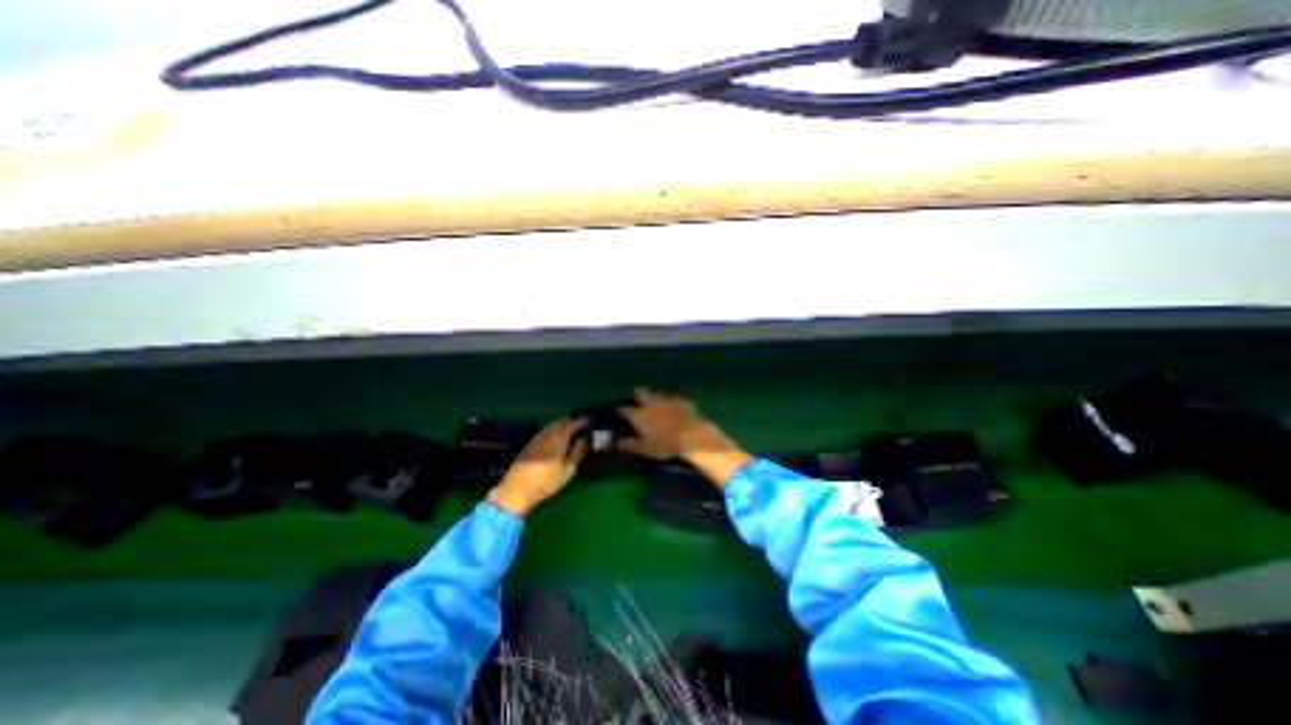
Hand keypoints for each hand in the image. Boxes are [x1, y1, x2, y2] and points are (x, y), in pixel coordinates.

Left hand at [487, 416, 587, 517]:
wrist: (516, 490)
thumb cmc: (547, 481)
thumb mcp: (568, 469)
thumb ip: (578, 452)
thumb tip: (585, 439)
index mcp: (559, 437)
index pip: (573, 423)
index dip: (582, 421)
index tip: (590, 421)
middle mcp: (547, 433)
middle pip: (561, 422)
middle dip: (572, 422)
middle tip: (581, 426)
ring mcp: (536, 438)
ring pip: (552, 426)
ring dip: (561, 426)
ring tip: (569, 432)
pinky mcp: (529, 444)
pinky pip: (544, 432)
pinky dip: (552, 432)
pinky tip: (554, 439)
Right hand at [621, 387, 751, 490]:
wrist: (692, 436)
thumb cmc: (665, 445)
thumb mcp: (646, 449)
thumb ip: (631, 444)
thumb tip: (618, 443)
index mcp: (640, 415)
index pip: (625, 410)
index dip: (621, 410)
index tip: (618, 411)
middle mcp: (651, 403)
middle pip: (641, 393)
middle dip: (638, 393)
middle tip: (637, 396)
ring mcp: (667, 400)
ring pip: (658, 392)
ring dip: (657, 395)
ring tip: (657, 400)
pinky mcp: (682, 400)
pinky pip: (676, 396)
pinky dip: (674, 399)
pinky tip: (676, 403)